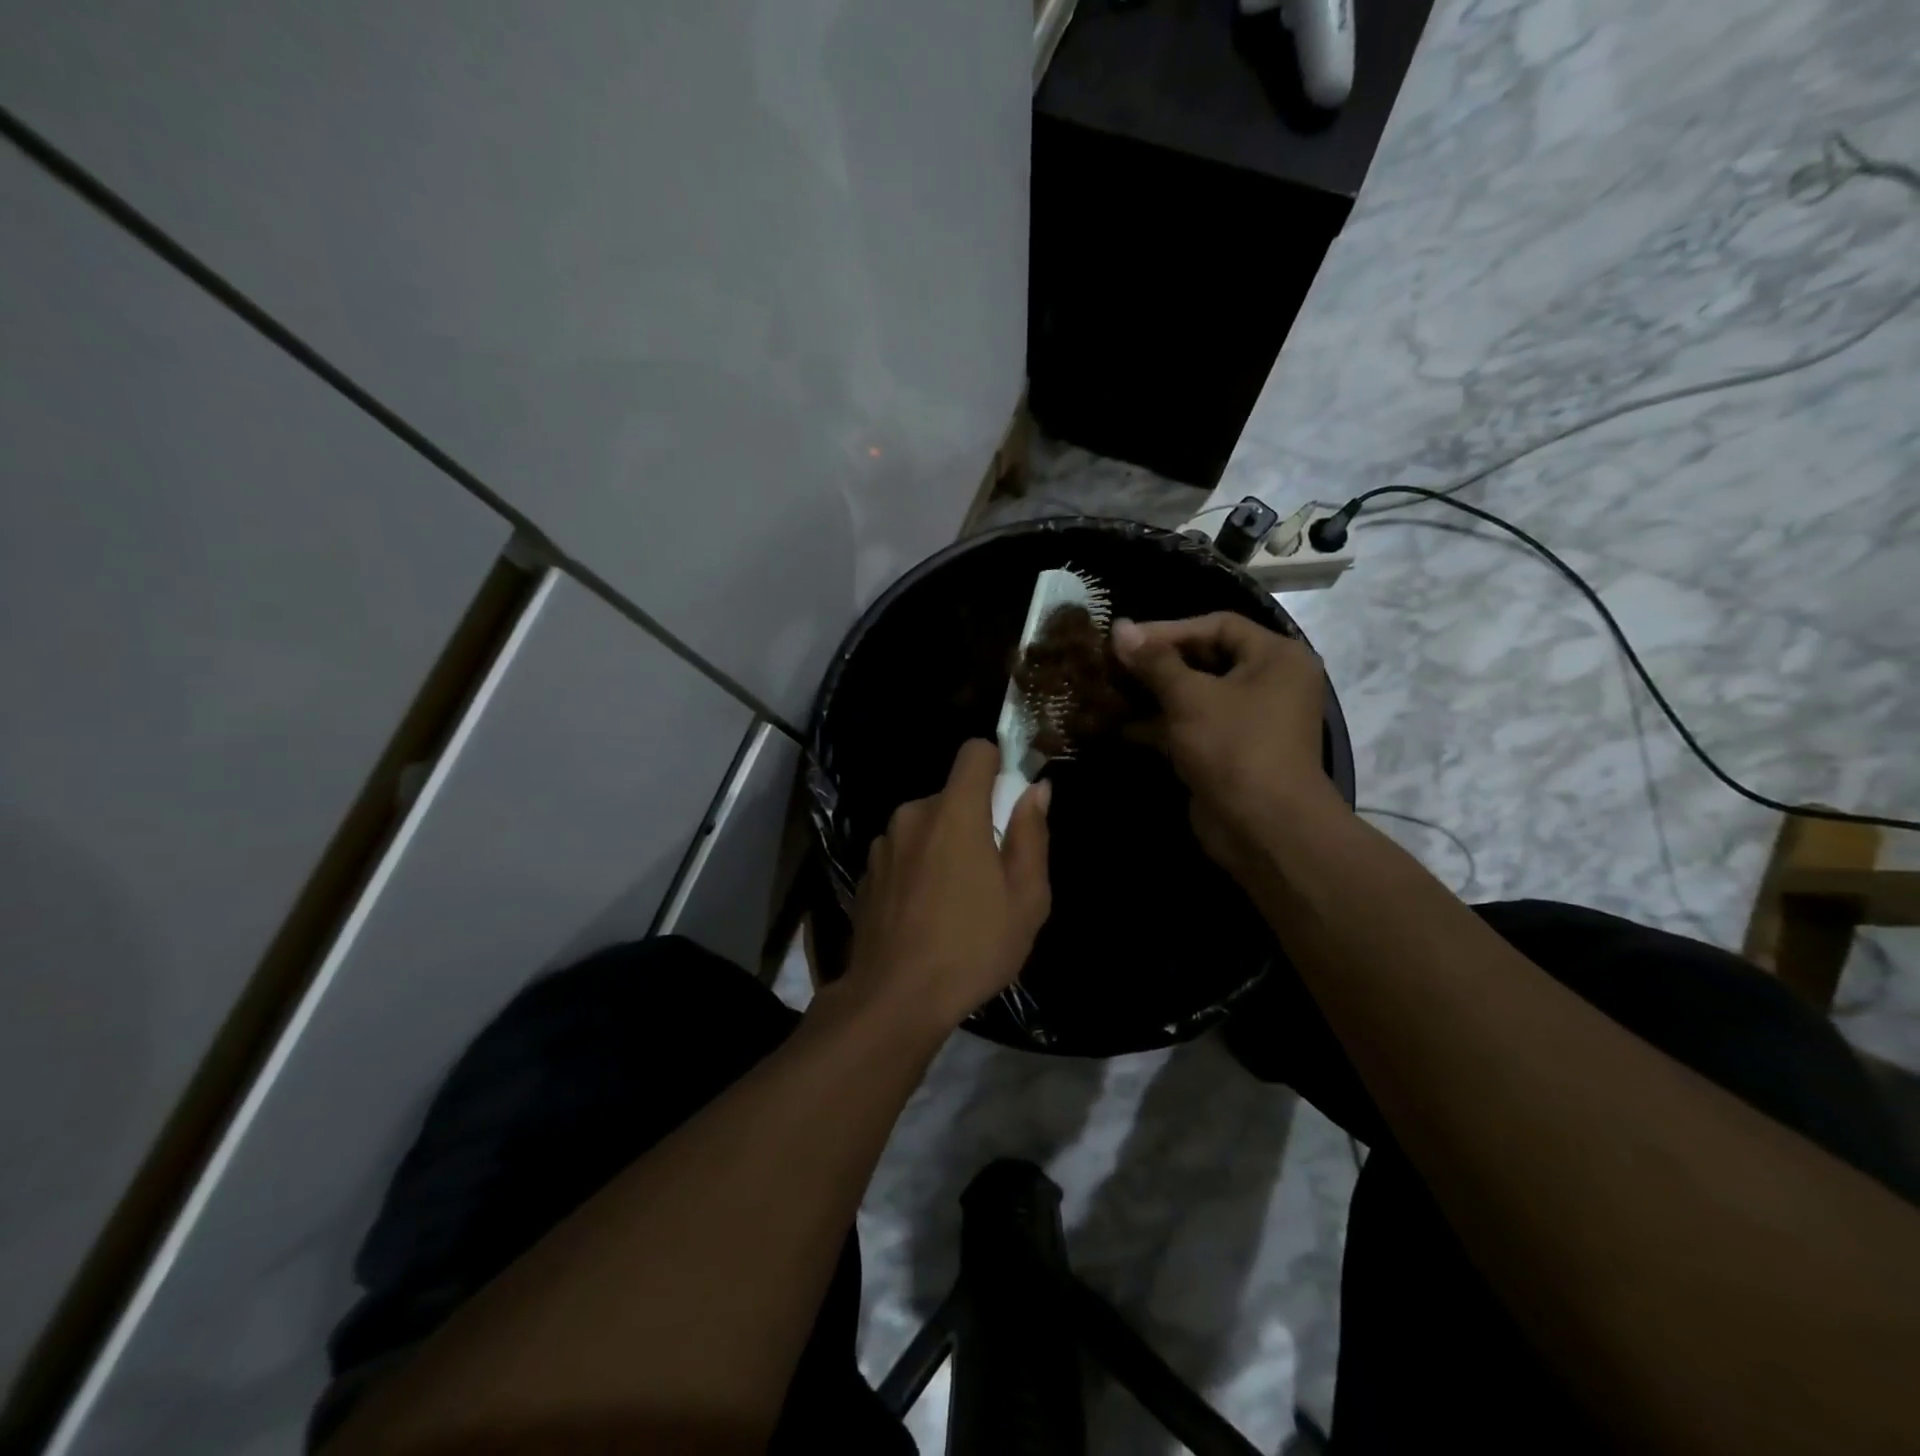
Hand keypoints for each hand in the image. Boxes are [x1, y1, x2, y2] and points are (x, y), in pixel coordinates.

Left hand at [843, 740, 1052, 1031]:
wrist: (895, 998)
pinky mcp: (866, 873)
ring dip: (944, 846)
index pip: (975, 752)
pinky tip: (925, 914)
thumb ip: (1031, 835)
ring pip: (926, 826)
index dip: (997, 765)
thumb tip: (1036, 790)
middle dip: (974, 820)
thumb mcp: (1026, 898)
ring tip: (957, 900)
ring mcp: (883, 844)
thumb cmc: (973, 947)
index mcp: (954, 812)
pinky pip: (903, 853)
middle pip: (952, 795)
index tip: (1008, 800)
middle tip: (991, 872)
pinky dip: (918, 868)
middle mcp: (912, 815)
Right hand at [1111, 613, 1343, 876]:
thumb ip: (1154, 661)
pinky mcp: (1228, 751)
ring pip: (1195, 695)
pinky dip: (1160, 724)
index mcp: (1275, 657)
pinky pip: (1191, 726)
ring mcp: (1248, 720)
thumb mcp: (1190, 697)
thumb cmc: (1233, 747)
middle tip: (1114, 662)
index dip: (1170, 629)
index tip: (1126, 639)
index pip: (1218, 625)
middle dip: (1157, 663)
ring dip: (1153, 694)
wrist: (1263, 827)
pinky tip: (1119, 725)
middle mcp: (1268, 683)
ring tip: (1109, 690)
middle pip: (1205, 659)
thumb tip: (1119, 627)